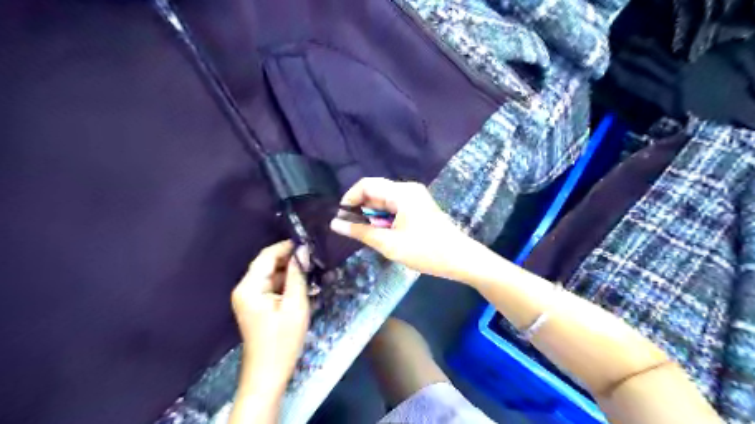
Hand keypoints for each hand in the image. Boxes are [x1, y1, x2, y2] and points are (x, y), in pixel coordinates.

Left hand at [232, 242, 310, 397]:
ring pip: (270, 274)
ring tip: (311, 272)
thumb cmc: (283, 340)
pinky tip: (301, 286)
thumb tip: (303, 250)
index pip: (267, 255)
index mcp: (249, 286)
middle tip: (313, 259)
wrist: (268, 372)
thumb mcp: (295, 305)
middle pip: (267, 264)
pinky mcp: (255, 304)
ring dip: (289, 271)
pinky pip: (270, 285)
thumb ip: (298, 275)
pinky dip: (285, 283)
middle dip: (289, 259)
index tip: (309, 244)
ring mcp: (248, 297)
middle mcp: (244, 288)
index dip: (287, 247)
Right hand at [331, 177, 482, 282]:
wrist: (460, 259)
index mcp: (401, 192)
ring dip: (374, 216)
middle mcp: (408, 189)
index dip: (350, 198)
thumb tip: (335, 223)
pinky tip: (386, 234)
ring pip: (384, 201)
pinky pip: (395, 207)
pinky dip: (385, 219)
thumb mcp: (389, 243)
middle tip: (356, 231)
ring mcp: (415, 197)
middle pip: (375, 192)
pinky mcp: (419, 206)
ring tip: (373, 236)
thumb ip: (360, 232)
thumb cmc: (425, 251)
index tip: (341, 217)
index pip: (366, 185)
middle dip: (362, 210)